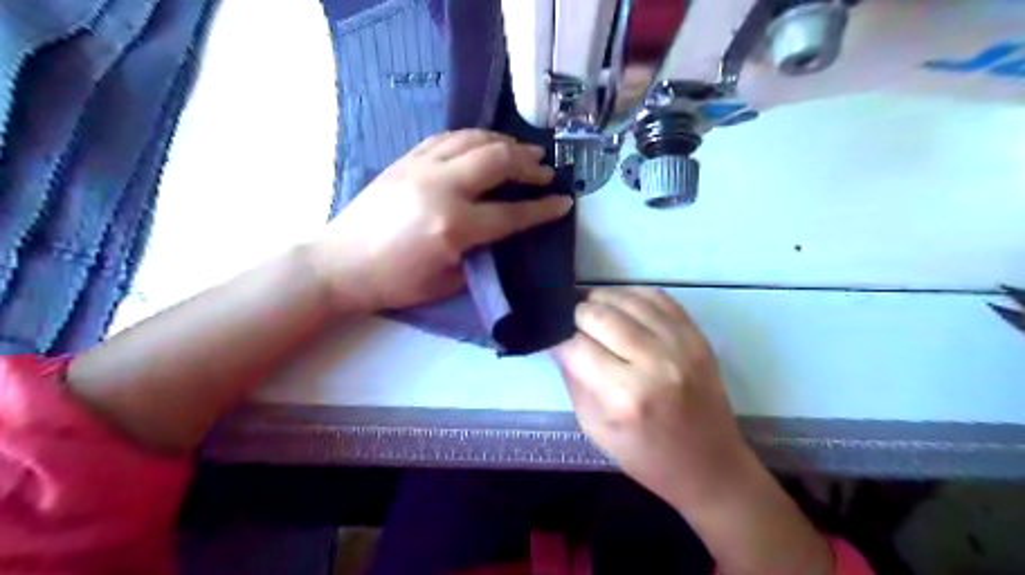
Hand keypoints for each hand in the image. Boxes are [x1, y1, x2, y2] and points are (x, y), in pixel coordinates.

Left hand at [307, 129, 572, 311]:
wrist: (341, 264)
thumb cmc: (395, 283)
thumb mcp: (448, 281)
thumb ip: (481, 253)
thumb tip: (501, 231)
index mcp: (454, 226)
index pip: (512, 213)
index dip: (543, 209)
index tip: (565, 202)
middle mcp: (442, 187)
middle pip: (497, 161)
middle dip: (528, 165)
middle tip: (545, 172)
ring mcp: (421, 167)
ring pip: (474, 140)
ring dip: (505, 143)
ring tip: (523, 153)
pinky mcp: (406, 160)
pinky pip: (448, 138)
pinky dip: (473, 138)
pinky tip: (484, 145)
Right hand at [557, 288, 750, 506]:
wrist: (711, 465)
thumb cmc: (646, 456)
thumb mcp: (595, 428)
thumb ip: (573, 379)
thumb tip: (557, 341)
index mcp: (625, 396)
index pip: (576, 346)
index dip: (559, 340)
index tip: (554, 341)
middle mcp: (654, 362)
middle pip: (598, 315)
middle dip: (576, 316)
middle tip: (572, 326)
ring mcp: (680, 344)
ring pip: (625, 298)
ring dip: (600, 301)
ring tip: (591, 312)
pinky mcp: (696, 335)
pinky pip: (656, 296)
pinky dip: (630, 295)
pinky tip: (620, 307)